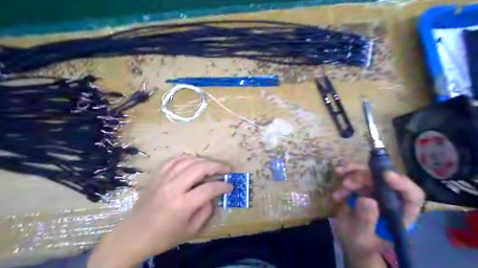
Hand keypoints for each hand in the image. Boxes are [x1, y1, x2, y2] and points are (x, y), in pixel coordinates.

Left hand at [90, 155, 233, 267]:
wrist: (133, 236)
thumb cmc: (163, 237)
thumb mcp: (190, 231)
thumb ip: (206, 211)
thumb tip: (213, 196)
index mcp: (182, 205)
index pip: (209, 188)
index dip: (223, 186)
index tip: (230, 186)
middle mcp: (173, 187)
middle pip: (199, 168)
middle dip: (217, 166)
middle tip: (226, 170)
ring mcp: (163, 179)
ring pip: (188, 160)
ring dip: (204, 160)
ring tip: (213, 165)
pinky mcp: (157, 176)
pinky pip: (174, 160)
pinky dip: (188, 158)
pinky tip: (195, 161)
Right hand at [334, 163, 425, 266]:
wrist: (350, 240)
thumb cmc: (361, 243)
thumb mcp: (362, 236)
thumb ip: (366, 220)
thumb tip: (367, 200)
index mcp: (401, 214)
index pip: (412, 196)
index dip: (403, 184)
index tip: (386, 175)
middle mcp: (391, 199)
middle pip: (384, 180)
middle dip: (364, 178)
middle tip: (346, 184)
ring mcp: (376, 191)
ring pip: (369, 173)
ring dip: (353, 175)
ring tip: (341, 185)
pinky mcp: (363, 187)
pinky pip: (356, 174)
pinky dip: (346, 174)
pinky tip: (337, 182)